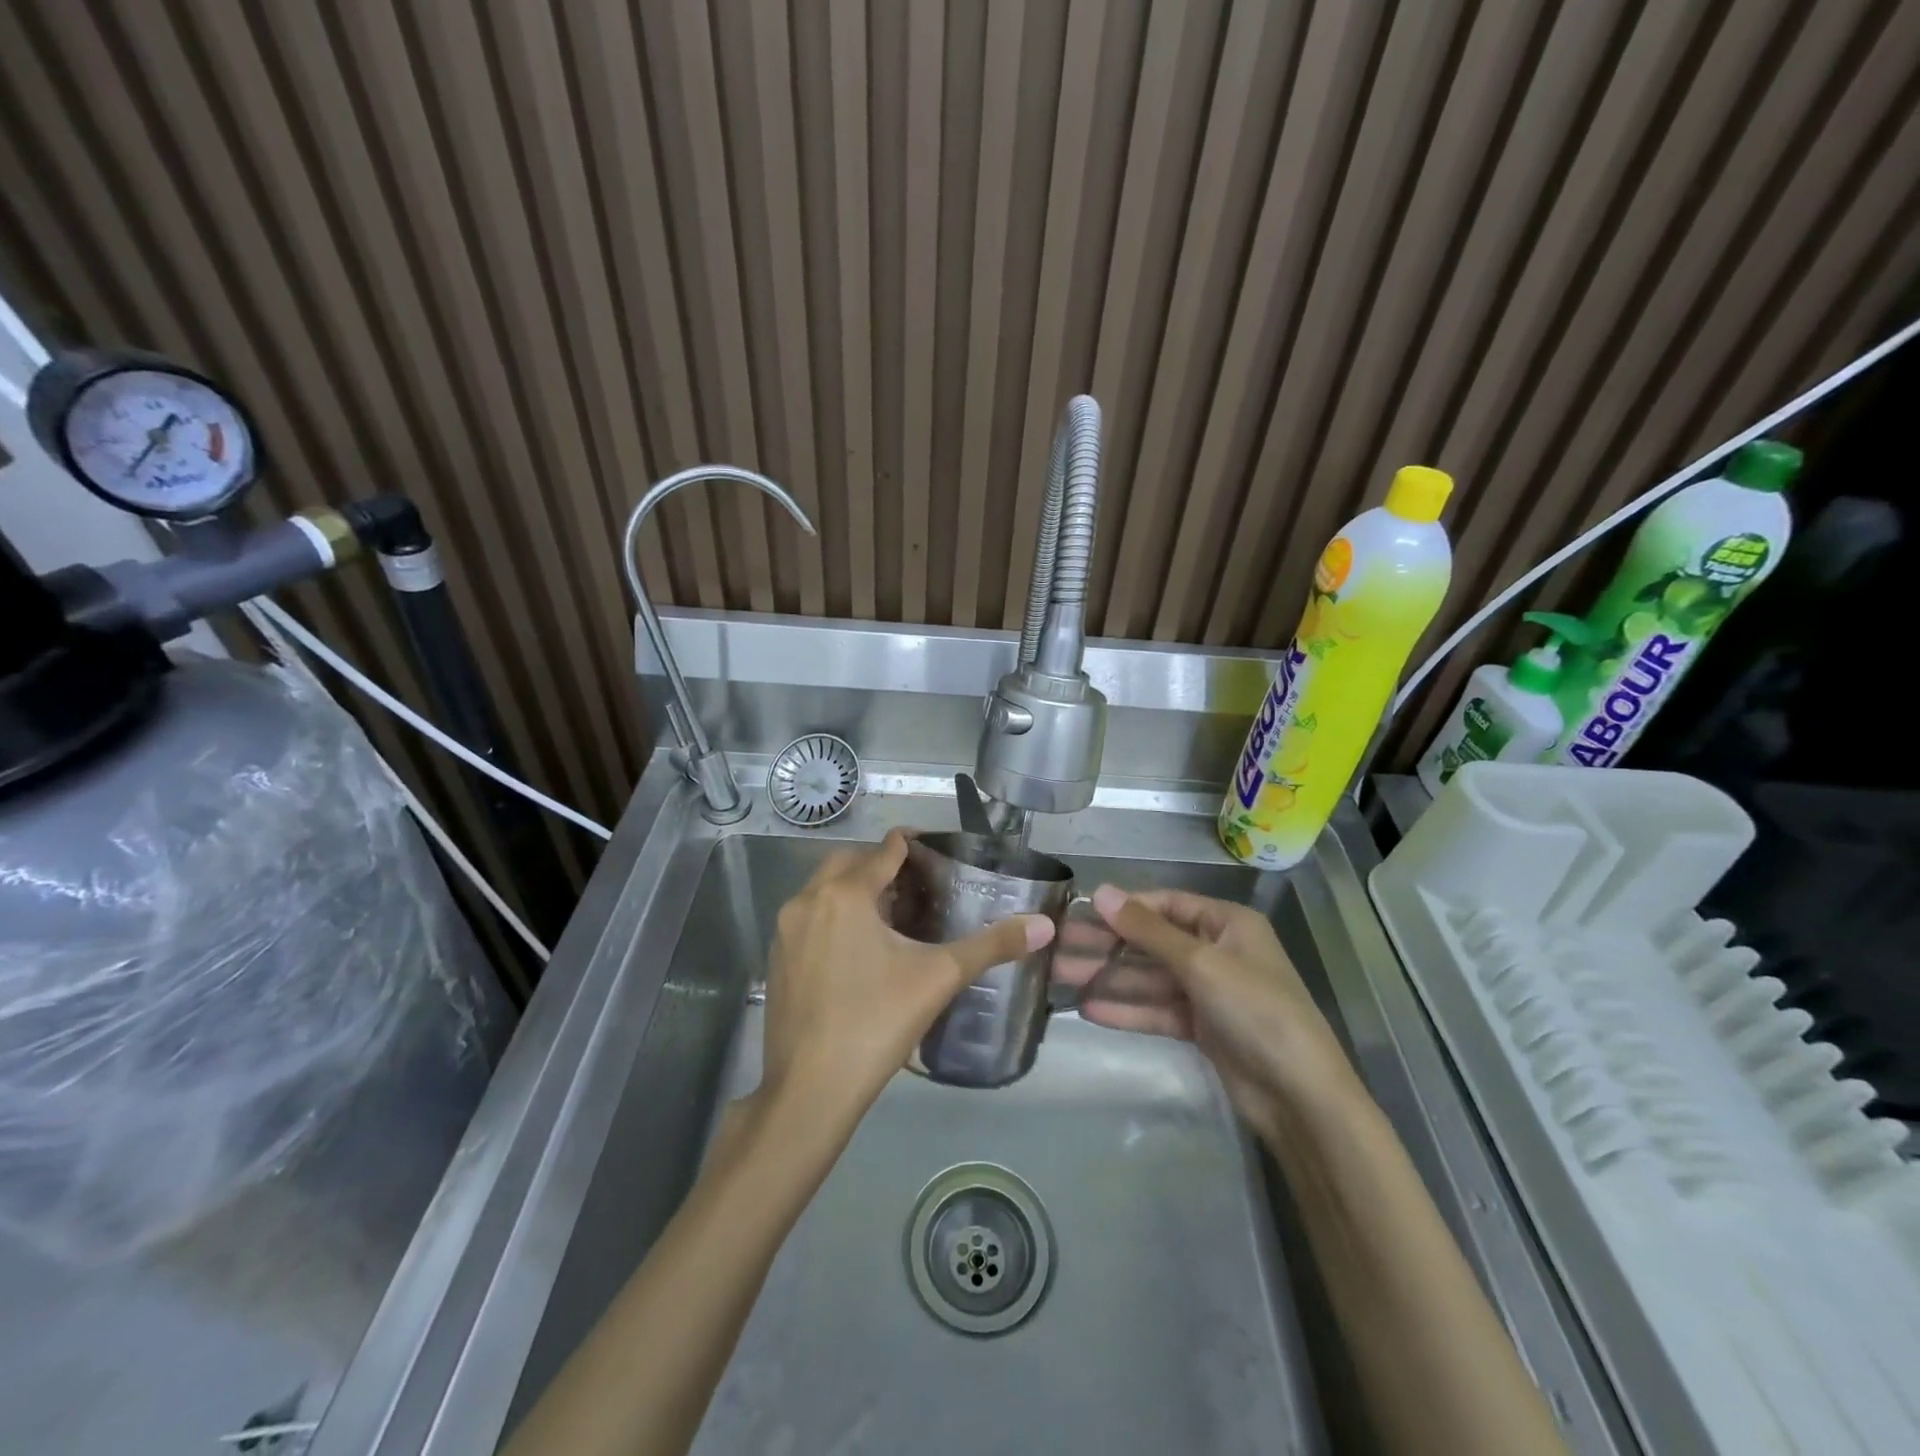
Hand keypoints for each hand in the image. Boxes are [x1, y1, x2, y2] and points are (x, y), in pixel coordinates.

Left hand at [755, 830, 1054, 1136]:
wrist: (809, 1091)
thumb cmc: (875, 1023)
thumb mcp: (939, 978)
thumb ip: (991, 946)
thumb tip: (1044, 926)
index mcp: (845, 893)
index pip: (885, 849)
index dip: (914, 844)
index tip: (940, 854)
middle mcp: (808, 900)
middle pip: (850, 862)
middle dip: (883, 865)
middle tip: (920, 886)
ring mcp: (786, 930)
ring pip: (825, 889)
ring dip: (856, 890)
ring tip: (894, 915)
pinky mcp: (777, 958)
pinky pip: (810, 917)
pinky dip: (835, 916)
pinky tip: (860, 949)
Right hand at [1059, 885, 1364, 1141]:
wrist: (1300, 1096)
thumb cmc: (1256, 1010)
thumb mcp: (1200, 963)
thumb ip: (1147, 930)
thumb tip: (1100, 892)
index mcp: (1226, 924)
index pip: (1165, 904)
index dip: (1123, 908)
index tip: (1079, 912)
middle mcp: (1216, 951)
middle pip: (1152, 941)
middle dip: (1107, 945)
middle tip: (1058, 946)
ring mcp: (1208, 991)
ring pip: (1149, 977)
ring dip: (1109, 977)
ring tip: (1061, 976)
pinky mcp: (1201, 1027)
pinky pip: (1157, 1010)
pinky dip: (1126, 1009)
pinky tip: (1089, 1009)